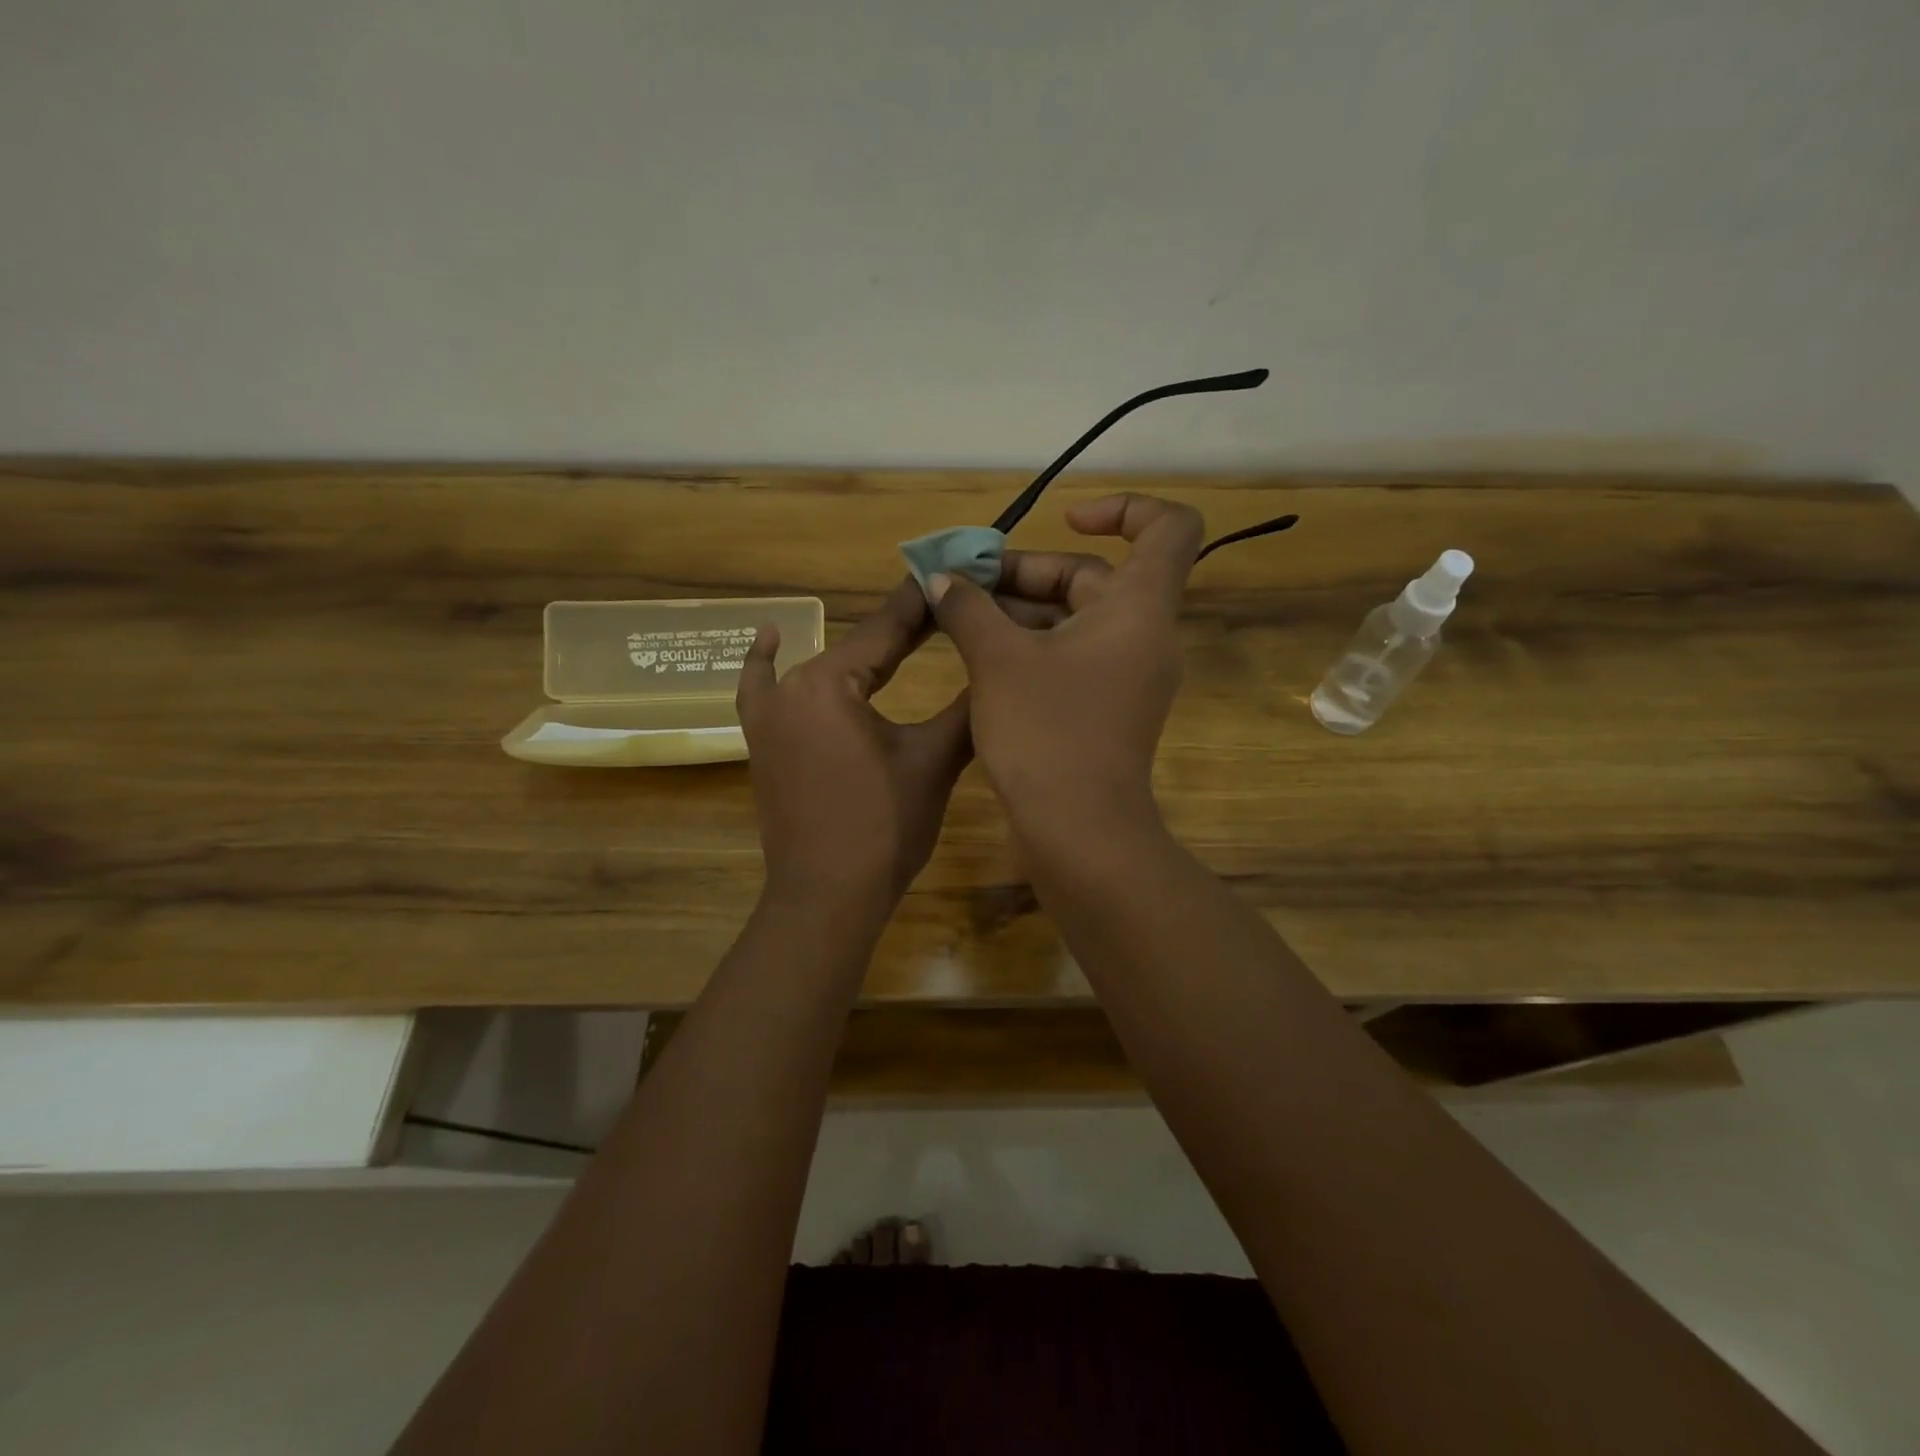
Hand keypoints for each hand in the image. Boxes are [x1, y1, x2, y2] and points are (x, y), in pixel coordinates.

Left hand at [736, 579, 971, 907]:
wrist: (827, 898)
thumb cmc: (883, 829)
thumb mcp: (933, 762)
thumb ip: (963, 707)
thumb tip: (992, 666)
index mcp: (828, 684)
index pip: (886, 630)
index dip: (925, 604)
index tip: (953, 575)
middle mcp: (790, 688)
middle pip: (856, 646)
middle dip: (902, 628)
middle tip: (946, 606)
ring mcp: (768, 717)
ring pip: (820, 666)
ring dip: (858, 649)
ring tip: (900, 629)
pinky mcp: (763, 743)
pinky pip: (761, 691)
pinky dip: (765, 664)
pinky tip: (768, 638)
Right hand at [927, 493, 1201, 831]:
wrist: (1079, 831)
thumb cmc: (1046, 733)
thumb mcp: (997, 660)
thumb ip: (968, 608)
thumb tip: (942, 580)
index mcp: (1138, 609)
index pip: (1168, 528)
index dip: (1125, 508)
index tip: (1067, 519)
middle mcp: (1142, 636)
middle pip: (1094, 576)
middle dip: (1027, 572)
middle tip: (964, 581)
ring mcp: (1126, 676)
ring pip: (1075, 620)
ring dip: (1019, 610)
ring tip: (957, 614)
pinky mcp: (1105, 708)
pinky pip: (1071, 656)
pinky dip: (1031, 645)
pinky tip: (977, 653)